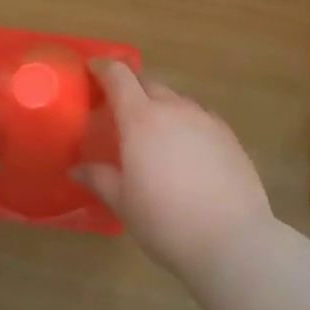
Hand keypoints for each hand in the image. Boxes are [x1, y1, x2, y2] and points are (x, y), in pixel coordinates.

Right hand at [76, 61, 272, 281]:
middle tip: (121, 113)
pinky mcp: (229, 135)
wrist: (232, 240)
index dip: (103, 69)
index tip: (93, 72)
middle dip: (132, 90)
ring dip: (161, 108)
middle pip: (148, 83)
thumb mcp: (123, 203)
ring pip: (176, 100)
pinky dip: (186, 125)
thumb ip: (99, 178)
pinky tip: (187, 153)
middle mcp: (173, 108)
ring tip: (156, 137)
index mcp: (141, 119)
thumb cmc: (165, 221)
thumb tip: (77, 167)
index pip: (118, 76)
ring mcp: (205, 119)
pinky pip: (200, 117)